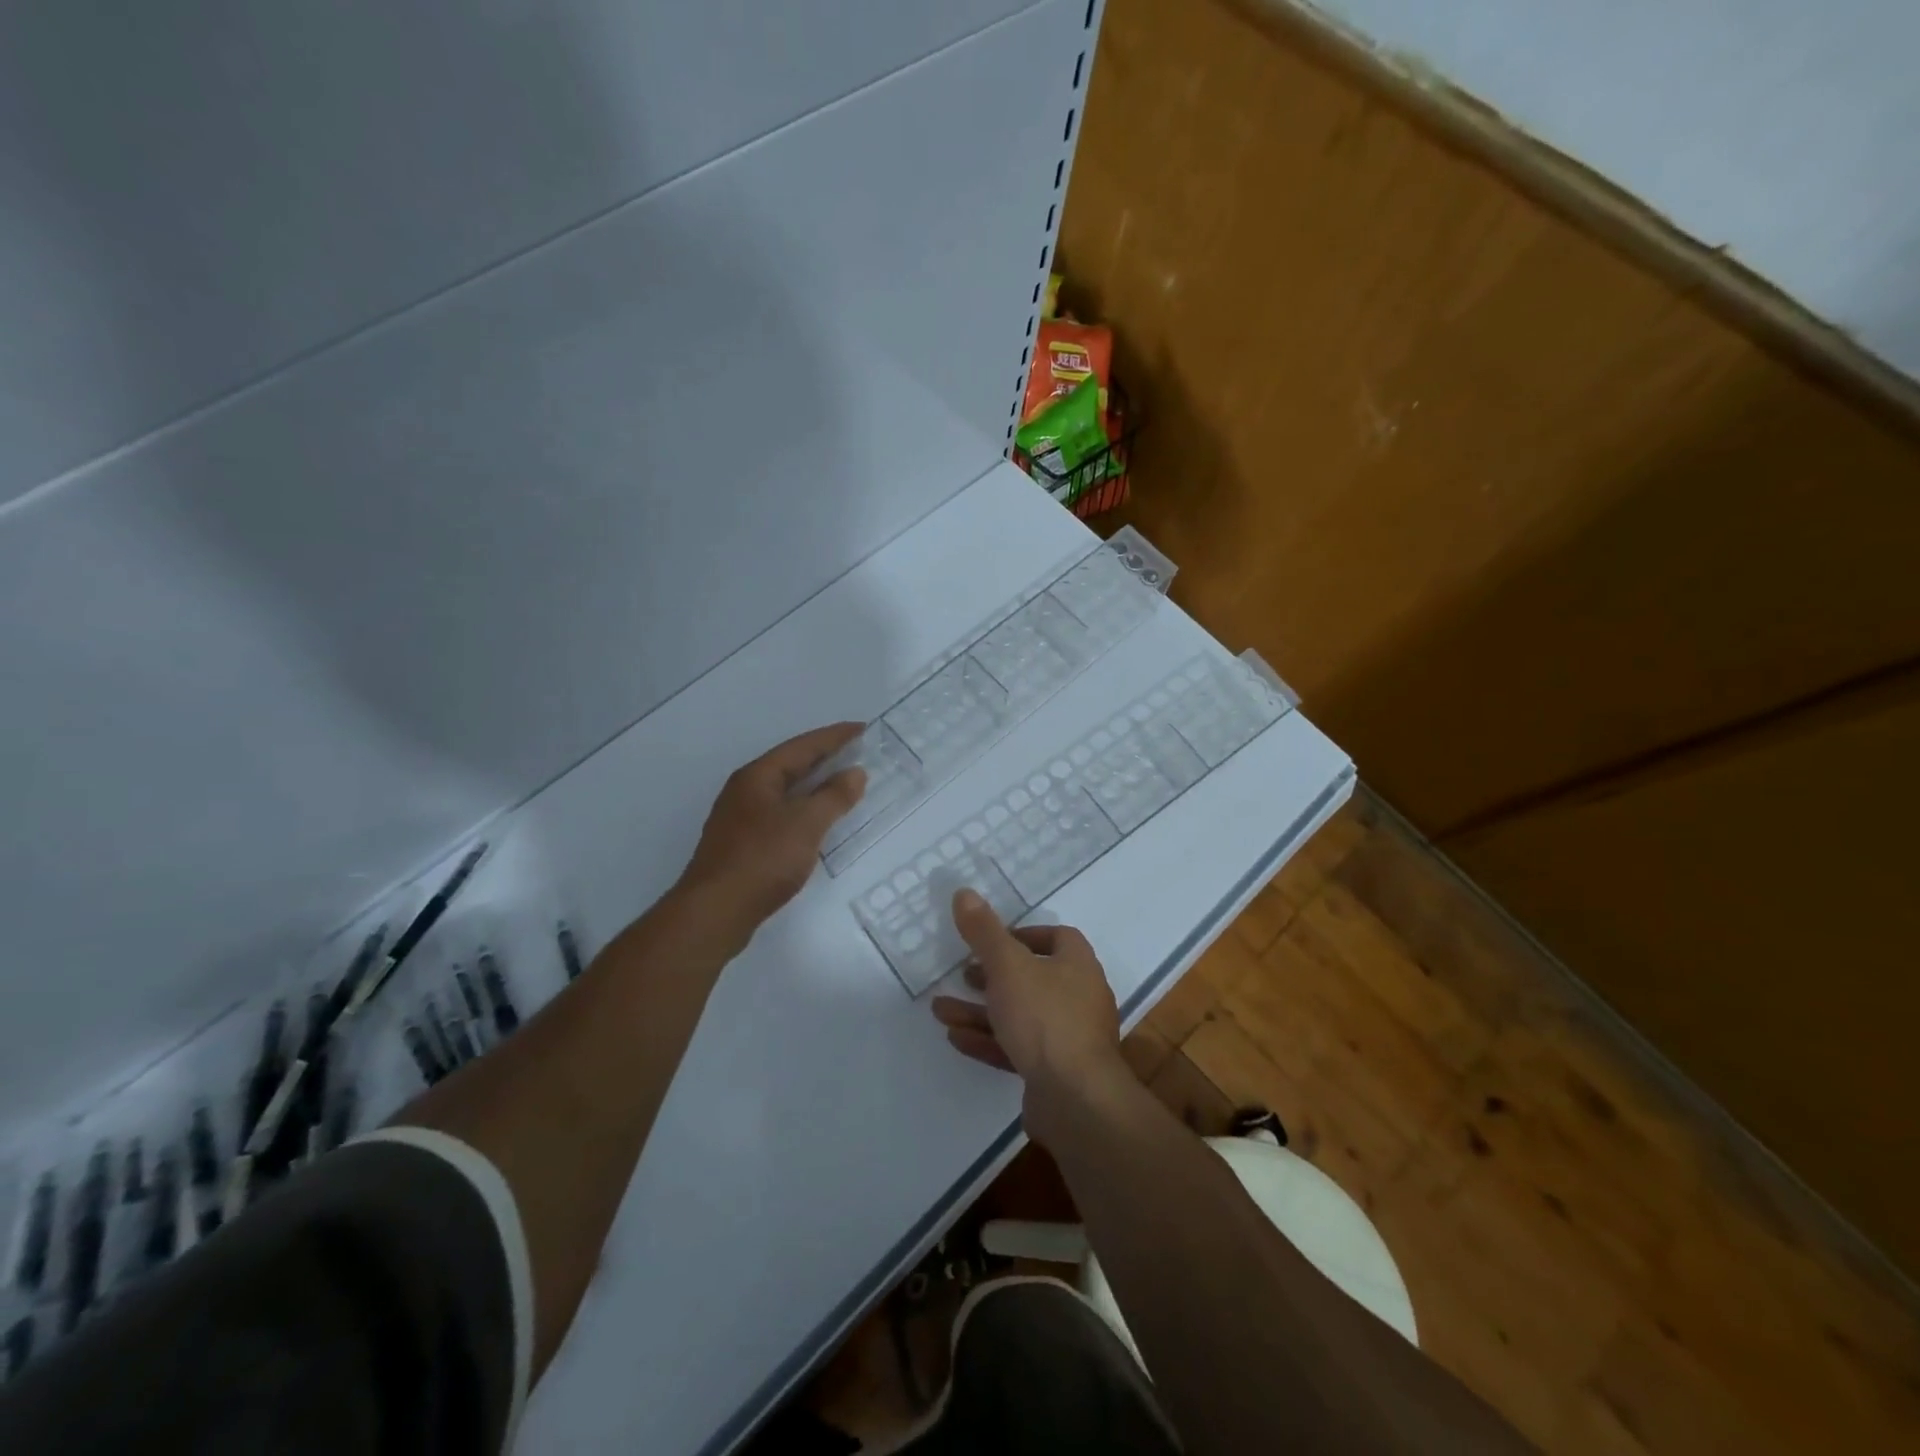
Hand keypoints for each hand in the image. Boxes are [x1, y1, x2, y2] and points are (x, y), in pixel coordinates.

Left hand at [677, 723, 866, 928]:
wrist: (716, 912)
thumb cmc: (763, 859)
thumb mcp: (806, 824)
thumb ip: (834, 796)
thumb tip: (855, 772)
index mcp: (758, 776)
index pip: (802, 746)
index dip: (834, 736)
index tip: (863, 729)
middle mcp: (745, 790)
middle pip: (791, 765)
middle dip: (825, 757)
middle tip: (858, 752)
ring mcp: (741, 818)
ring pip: (785, 791)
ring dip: (815, 785)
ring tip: (844, 783)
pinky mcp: (742, 844)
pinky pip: (781, 814)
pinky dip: (805, 810)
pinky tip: (817, 822)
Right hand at [931, 890, 1129, 1141]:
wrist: (1076, 1100)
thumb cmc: (1045, 1018)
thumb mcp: (1008, 966)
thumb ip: (984, 932)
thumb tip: (964, 892)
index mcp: (1078, 966)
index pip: (1057, 938)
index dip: (1024, 935)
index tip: (992, 941)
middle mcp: (1080, 998)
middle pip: (1033, 978)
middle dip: (993, 976)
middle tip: (963, 975)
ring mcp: (1069, 1039)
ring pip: (1020, 1016)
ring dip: (980, 1012)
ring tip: (940, 1010)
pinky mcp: (1055, 1073)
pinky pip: (1017, 1049)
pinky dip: (988, 1040)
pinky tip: (955, 1038)